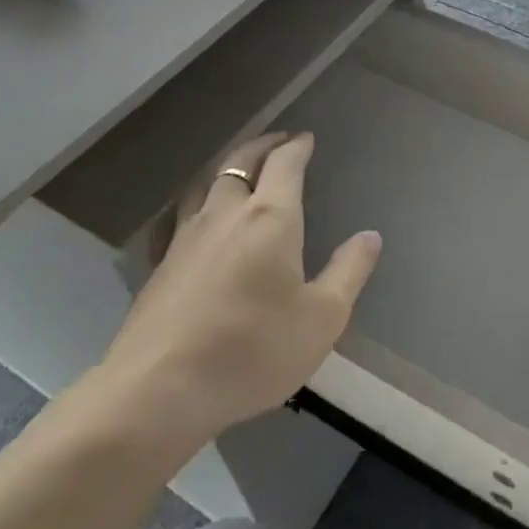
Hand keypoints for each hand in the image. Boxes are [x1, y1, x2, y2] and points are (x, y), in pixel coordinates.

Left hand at [102, 133, 380, 437]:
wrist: (160, 389)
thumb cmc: (253, 350)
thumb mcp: (322, 318)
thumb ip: (348, 272)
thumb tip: (369, 236)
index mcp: (270, 219)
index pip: (284, 165)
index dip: (297, 147)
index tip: (306, 139)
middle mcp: (225, 215)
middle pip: (240, 163)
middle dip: (261, 146)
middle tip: (277, 140)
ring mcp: (185, 238)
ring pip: (205, 184)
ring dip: (227, 168)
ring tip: (239, 170)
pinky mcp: (159, 265)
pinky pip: (179, 216)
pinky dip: (195, 202)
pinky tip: (192, 217)